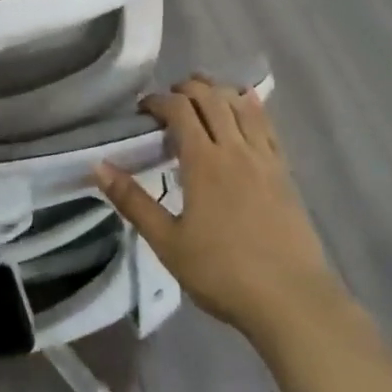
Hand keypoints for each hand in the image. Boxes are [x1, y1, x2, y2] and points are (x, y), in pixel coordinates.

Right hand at [95, 78, 338, 346]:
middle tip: (169, 102)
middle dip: (186, 89)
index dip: (157, 100)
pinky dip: (251, 107)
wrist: (293, 302)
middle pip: (211, 97)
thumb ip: (133, 201)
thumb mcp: (168, 243)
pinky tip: (245, 108)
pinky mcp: (285, 172)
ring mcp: (264, 158)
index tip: (142, 110)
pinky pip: (267, 125)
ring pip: (241, 104)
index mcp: (204, 161)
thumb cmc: (223, 273)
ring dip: (218, 91)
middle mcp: (235, 149)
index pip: (179, 108)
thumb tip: (98, 166)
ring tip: (202, 98)